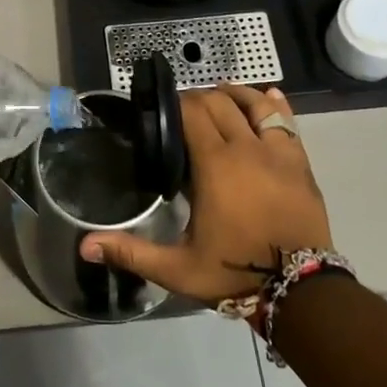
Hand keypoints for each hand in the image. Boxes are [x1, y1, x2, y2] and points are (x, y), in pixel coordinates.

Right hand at [80, 84, 332, 304]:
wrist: (301, 292)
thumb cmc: (235, 273)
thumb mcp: (178, 269)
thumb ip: (132, 252)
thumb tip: (85, 245)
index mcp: (215, 164)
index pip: (192, 112)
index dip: (176, 103)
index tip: (163, 109)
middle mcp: (246, 147)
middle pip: (220, 103)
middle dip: (199, 99)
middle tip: (183, 111)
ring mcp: (277, 152)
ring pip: (254, 104)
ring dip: (234, 94)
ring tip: (220, 94)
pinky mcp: (300, 163)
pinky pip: (286, 121)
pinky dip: (274, 104)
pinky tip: (267, 96)